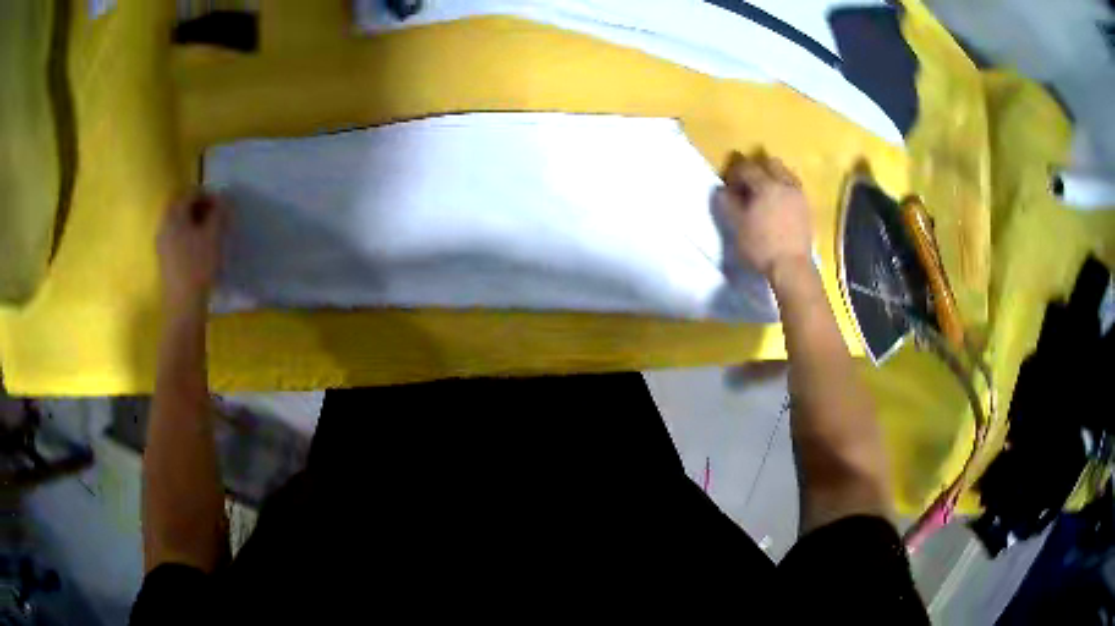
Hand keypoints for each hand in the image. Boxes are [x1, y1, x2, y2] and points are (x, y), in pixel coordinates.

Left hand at [157, 191, 227, 315]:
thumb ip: (219, 213)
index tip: (222, 204)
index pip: (190, 194)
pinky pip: (175, 237)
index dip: (207, 195)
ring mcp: (162, 244)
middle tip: (214, 216)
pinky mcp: (164, 260)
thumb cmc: (198, 267)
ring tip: (208, 232)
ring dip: (192, 222)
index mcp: (174, 216)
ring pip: (177, 223)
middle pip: (180, 207)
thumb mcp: (214, 236)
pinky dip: (187, 235)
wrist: (183, 306)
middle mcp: (164, 225)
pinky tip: (198, 248)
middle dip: (197, 207)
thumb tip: (224, 199)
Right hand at [714, 152, 812, 280]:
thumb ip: (727, 204)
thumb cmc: (761, 246)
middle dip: (757, 168)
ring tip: (765, 193)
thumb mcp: (737, 226)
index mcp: (766, 185)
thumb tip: (721, 190)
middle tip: (747, 184)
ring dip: (773, 177)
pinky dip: (784, 188)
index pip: (747, 167)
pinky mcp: (807, 207)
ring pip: (785, 173)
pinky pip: (794, 187)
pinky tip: (779, 203)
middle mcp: (785, 184)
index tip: (729, 184)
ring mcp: (799, 195)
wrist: (792, 267)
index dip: (735, 172)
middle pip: (770, 163)